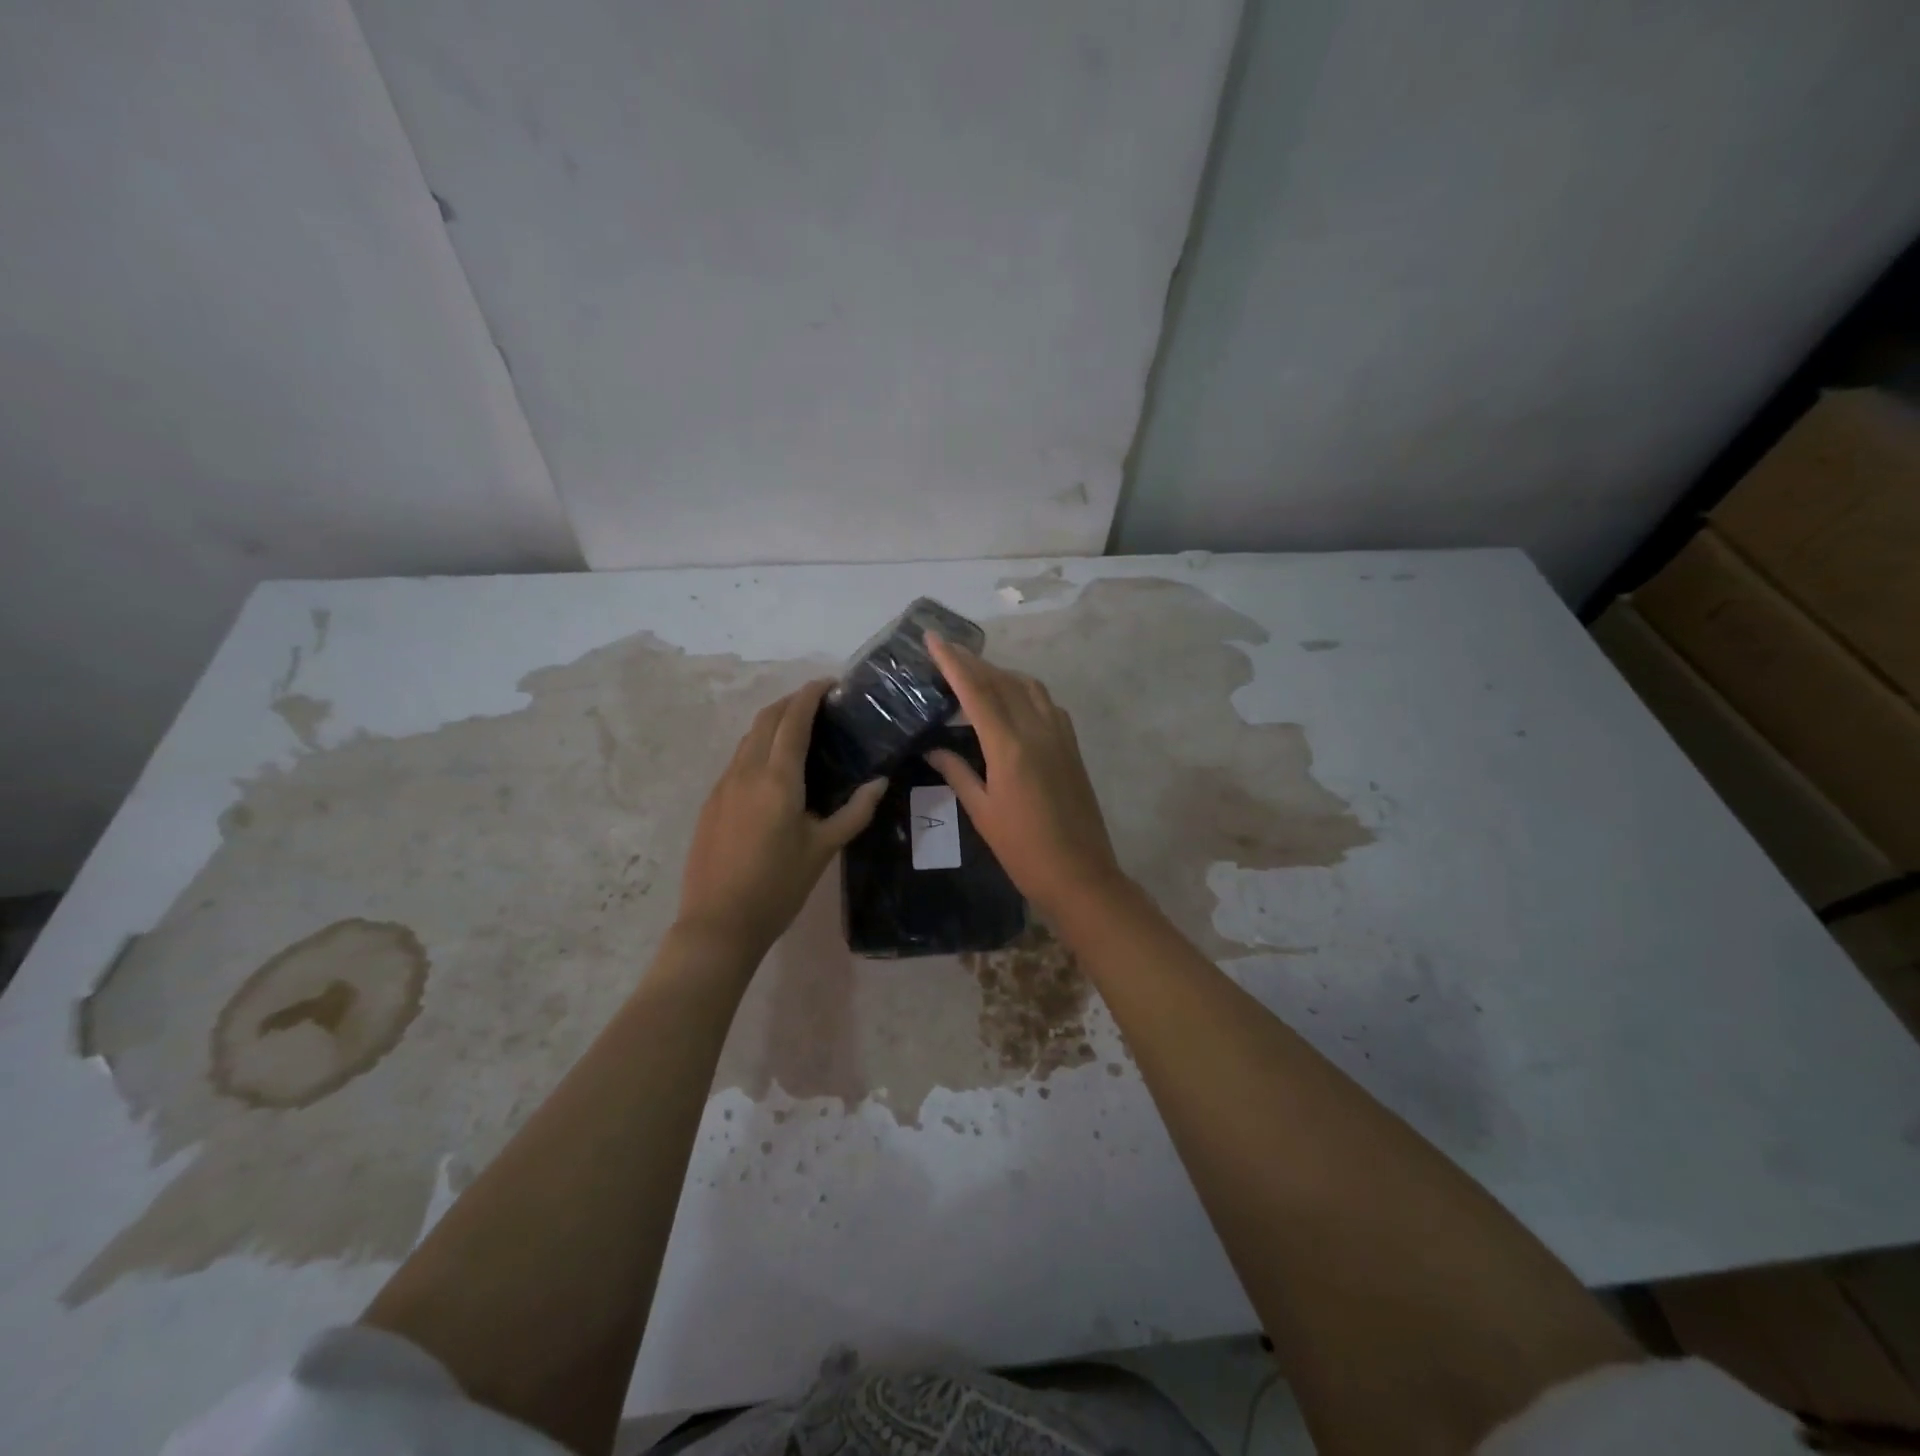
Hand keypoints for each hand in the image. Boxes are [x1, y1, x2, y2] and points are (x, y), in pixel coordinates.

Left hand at [676, 681, 886, 960]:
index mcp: (778, 778)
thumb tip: (880, 781)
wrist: (718, 923)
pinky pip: (738, 759)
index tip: (831, 684)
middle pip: (766, 719)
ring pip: (749, 737)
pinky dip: (759, 746)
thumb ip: (855, 811)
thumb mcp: (824, 849)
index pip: (794, 719)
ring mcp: (723, 785)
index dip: (811, 695)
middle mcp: (746, 771)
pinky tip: (775, 768)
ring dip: (773, 723)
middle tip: (820, 704)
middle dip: (791, 702)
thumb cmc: (778, 887)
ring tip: (801, 730)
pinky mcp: (712, 801)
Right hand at [924, 634, 1126, 921]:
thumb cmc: (1023, 850)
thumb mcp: (982, 812)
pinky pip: (1047, 704)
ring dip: (1001, 673)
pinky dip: (1025, 691)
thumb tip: (933, 748)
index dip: (953, 662)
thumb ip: (957, 773)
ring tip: (976, 674)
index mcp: (1009, 746)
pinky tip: (1012, 701)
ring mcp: (1060, 735)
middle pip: (1003, 681)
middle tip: (947, 652)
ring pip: (1029, 687)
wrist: (1080, 874)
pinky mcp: (1072, 746)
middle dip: (973, 662)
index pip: (976, 691)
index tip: (933, 638)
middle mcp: (1037, 730)